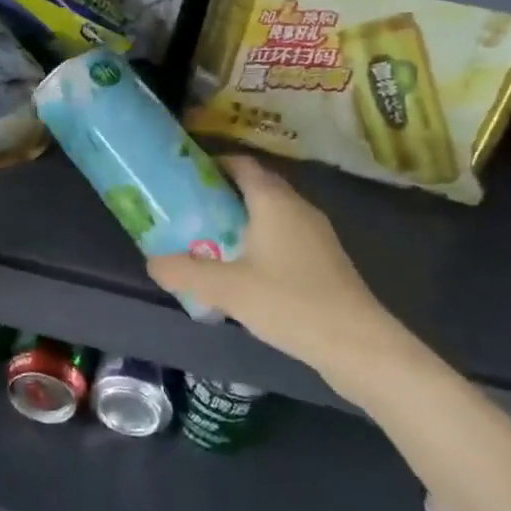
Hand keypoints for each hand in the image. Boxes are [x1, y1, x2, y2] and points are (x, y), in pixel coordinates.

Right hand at [146, 156, 409, 397]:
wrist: (358, 346)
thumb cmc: (289, 301)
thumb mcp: (225, 288)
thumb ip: (184, 271)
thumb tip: (152, 262)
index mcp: (274, 200)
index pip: (241, 164)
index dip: (213, 164)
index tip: (184, 176)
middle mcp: (297, 208)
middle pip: (255, 187)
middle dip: (221, 195)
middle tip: (188, 210)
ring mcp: (316, 235)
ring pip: (270, 215)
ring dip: (240, 222)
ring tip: (207, 241)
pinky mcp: (325, 261)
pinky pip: (283, 238)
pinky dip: (259, 243)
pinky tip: (242, 272)